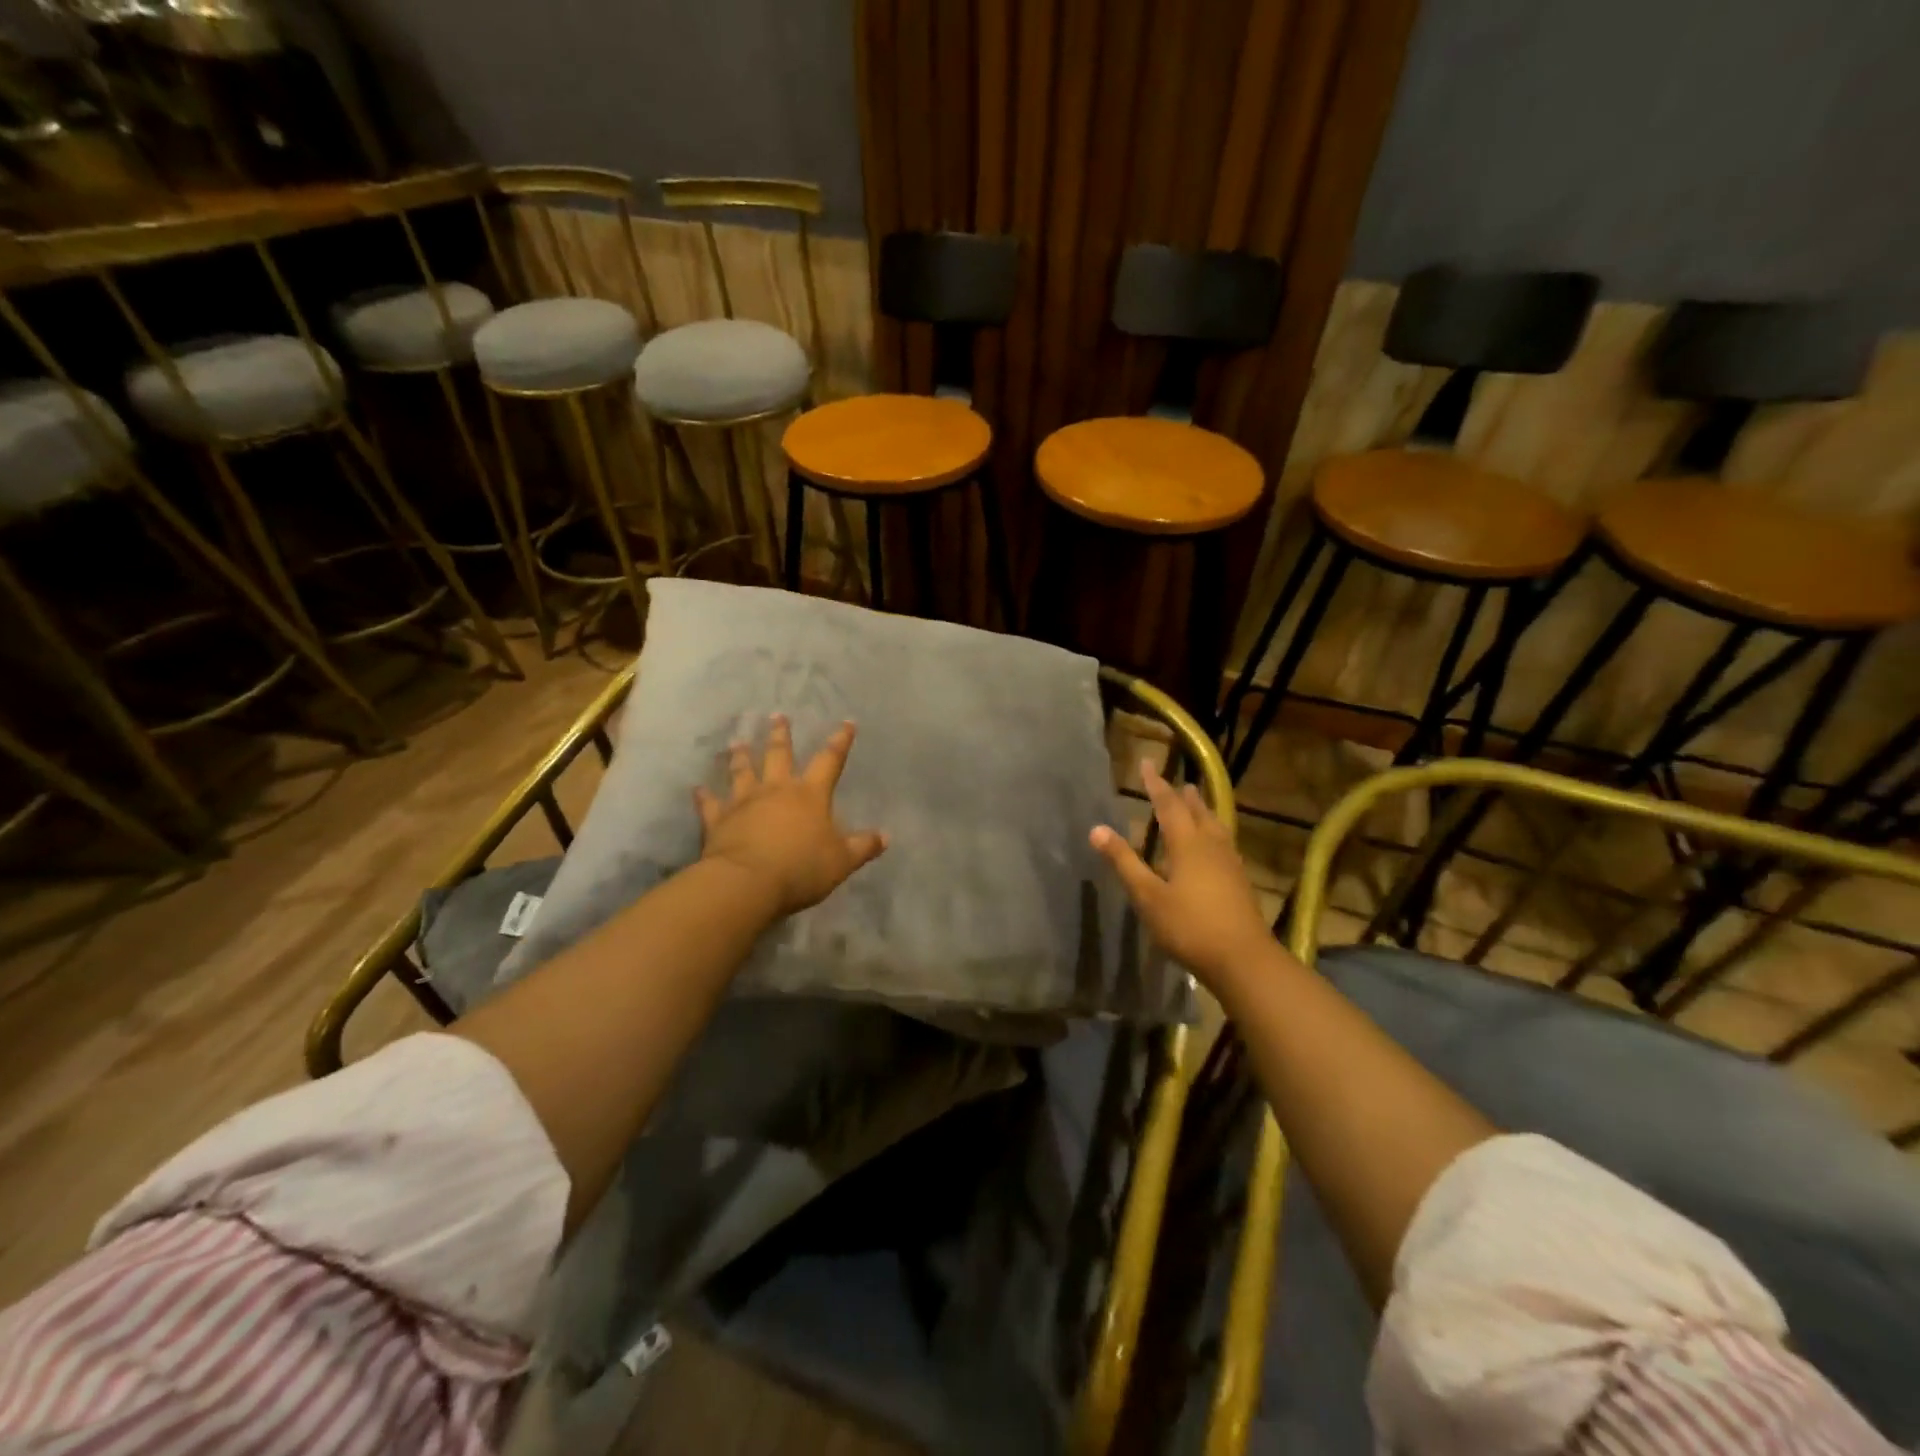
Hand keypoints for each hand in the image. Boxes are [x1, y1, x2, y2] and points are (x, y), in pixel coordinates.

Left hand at [695, 714, 887, 916]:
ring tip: (737, 742)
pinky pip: (710, 804)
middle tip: (777, 716)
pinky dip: (704, 796)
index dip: (839, 741)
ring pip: (742, 772)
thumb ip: (863, 847)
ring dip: (740, 756)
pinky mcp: (718, 820)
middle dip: (781, 735)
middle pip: (779, 755)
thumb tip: (886, 836)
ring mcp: (744, 802)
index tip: (846, 723)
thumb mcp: (842, 861)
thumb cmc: (801, 868)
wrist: (747, 882)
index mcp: (810, 795)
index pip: (829, 761)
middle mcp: (776, 790)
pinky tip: (697, 788)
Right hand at [1090, 759, 1270, 990]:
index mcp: (1188, 844)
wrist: (1244, 960)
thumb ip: (1124, 862)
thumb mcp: (1148, 896)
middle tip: (1178, 783)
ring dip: (1203, 812)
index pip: (1169, 805)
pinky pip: (1224, 844)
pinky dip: (1214, 833)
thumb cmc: (1189, 926)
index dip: (1156, 784)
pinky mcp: (1240, 882)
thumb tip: (1097, 829)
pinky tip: (1214, 848)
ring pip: (1216, 827)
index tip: (1148, 764)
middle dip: (1184, 797)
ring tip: (1197, 804)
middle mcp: (1212, 846)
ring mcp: (1230, 864)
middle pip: (1198, 813)